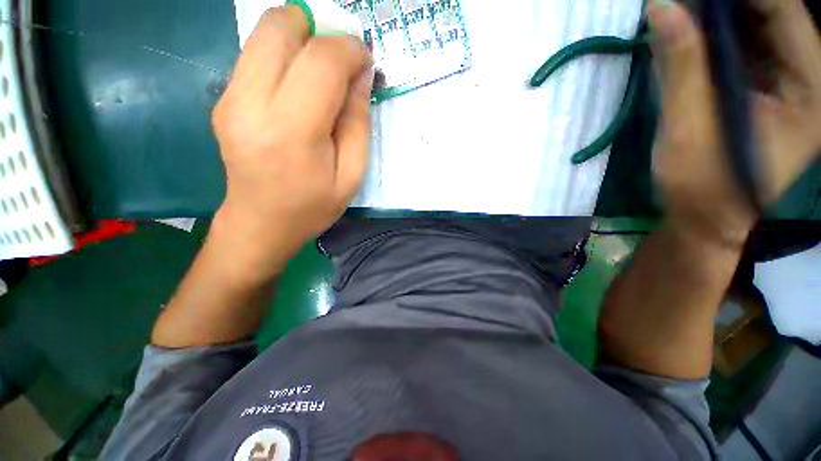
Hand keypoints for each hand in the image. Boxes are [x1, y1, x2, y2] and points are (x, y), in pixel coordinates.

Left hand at [209, 6, 372, 281]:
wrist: (260, 224)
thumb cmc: (312, 206)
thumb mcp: (351, 174)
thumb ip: (359, 122)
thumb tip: (362, 75)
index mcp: (291, 131)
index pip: (321, 61)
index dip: (350, 49)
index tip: (366, 61)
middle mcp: (251, 103)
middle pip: (281, 26)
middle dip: (319, 30)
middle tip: (341, 61)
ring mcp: (230, 97)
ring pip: (265, 33)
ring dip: (302, 40)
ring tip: (324, 74)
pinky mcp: (224, 98)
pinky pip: (257, 55)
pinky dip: (285, 57)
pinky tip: (301, 88)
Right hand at [648, 0, 820, 247]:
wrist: (707, 221)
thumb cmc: (702, 186)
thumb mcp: (688, 128)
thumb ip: (681, 67)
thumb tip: (661, 6)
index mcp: (809, 90)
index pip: (784, 12)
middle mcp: (808, 80)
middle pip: (775, 16)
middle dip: (729, 3)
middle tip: (685, 0)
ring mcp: (790, 85)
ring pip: (761, 29)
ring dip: (724, 16)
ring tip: (685, 9)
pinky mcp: (768, 92)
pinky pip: (750, 48)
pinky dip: (721, 36)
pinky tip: (695, 32)